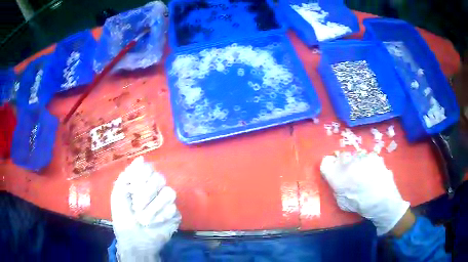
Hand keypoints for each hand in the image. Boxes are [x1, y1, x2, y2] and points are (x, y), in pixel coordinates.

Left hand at [111, 156, 180, 261]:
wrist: (133, 240)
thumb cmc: (123, 216)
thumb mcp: (118, 193)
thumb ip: (128, 175)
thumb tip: (141, 158)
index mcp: (142, 183)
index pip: (148, 168)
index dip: (141, 176)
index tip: (132, 187)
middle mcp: (155, 189)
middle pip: (160, 178)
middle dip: (146, 194)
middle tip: (136, 206)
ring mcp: (166, 202)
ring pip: (169, 193)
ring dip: (153, 208)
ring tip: (144, 219)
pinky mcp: (175, 214)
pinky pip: (173, 209)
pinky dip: (160, 217)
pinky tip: (153, 224)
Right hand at [320, 151, 409, 234]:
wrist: (384, 203)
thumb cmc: (361, 206)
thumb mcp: (342, 202)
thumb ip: (336, 188)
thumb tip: (336, 179)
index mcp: (337, 176)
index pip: (325, 162)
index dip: (329, 166)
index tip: (333, 171)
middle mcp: (347, 162)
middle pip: (339, 156)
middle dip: (342, 163)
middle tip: (349, 174)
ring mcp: (362, 157)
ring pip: (353, 155)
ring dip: (355, 162)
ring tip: (363, 173)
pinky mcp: (373, 155)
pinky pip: (366, 156)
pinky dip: (366, 163)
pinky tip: (372, 172)